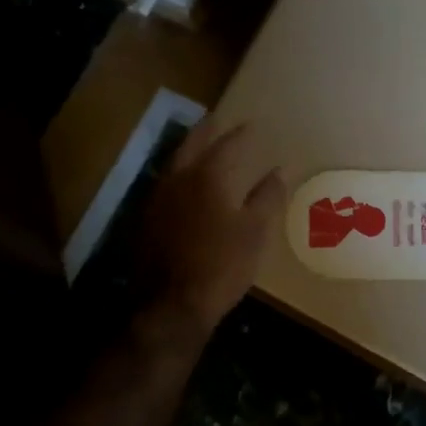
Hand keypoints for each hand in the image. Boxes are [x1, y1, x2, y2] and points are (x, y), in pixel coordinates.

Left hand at [137, 117, 285, 334]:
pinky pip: (164, 185)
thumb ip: (267, 197)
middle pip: (191, 144)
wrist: (170, 306)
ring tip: (200, 146)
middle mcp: (177, 179)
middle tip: (216, 119)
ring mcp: (156, 199)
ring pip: (173, 163)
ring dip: (188, 150)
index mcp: (207, 176)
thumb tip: (280, 169)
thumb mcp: (254, 232)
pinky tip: (183, 184)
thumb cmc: (221, 265)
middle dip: (206, 130)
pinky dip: (177, 175)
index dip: (241, 134)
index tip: (252, 125)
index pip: (227, 144)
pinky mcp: (145, 220)